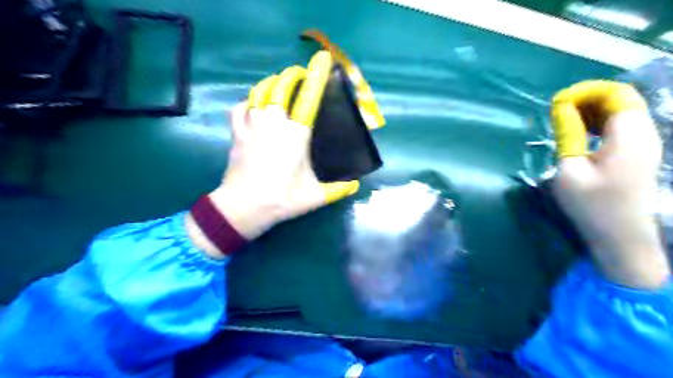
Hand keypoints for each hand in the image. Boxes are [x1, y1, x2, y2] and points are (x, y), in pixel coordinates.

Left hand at [186, 50, 359, 256]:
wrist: (243, 207)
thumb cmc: (282, 199)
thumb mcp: (315, 196)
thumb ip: (338, 189)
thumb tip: (355, 186)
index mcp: (296, 135)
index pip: (308, 98)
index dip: (316, 76)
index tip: (321, 59)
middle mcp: (274, 123)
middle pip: (281, 86)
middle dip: (292, 75)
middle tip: (300, 75)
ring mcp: (252, 125)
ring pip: (260, 91)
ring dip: (272, 84)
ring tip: (280, 85)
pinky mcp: (237, 133)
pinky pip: (241, 107)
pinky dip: (249, 102)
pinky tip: (254, 107)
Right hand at [552, 81, 667, 286]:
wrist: (621, 236)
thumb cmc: (591, 205)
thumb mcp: (569, 170)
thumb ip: (568, 135)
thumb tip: (562, 108)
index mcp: (629, 136)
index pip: (616, 94)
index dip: (587, 91)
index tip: (558, 101)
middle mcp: (645, 134)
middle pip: (622, 99)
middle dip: (589, 98)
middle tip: (558, 110)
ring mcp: (645, 144)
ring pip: (623, 112)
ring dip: (593, 110)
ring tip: (565, 119)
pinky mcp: (639, 154)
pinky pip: (622, 126)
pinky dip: (600, 122)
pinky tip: (581, 132)